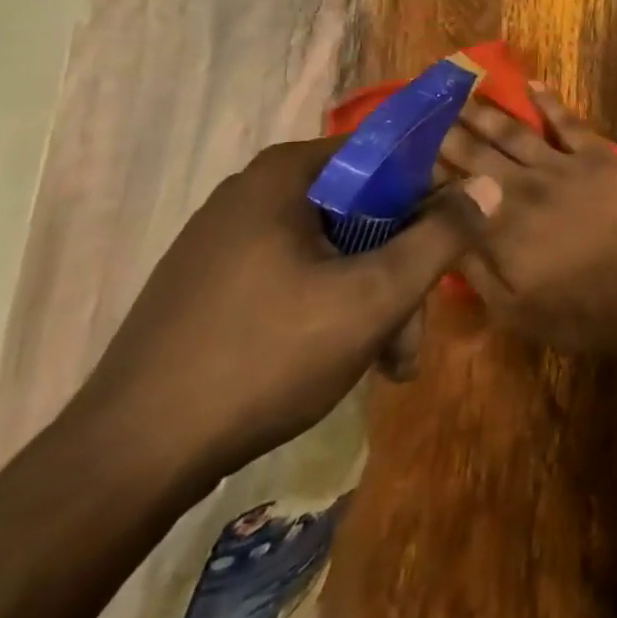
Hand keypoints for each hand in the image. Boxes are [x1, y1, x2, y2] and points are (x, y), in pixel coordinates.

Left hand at [75, 137, 498, 488]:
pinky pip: (295, 273)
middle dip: (399, 272)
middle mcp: (255, 191)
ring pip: (333, 248)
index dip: (429, 200)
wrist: (127, 460)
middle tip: (410, 341)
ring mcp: (226, 237)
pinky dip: (329, 308)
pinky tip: (340, 361)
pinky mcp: (212, 281)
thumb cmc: (264, 358)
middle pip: (362, 211)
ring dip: (371, 299)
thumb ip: (441, 237)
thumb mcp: (373, 297)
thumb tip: (489, 185)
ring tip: (385, 366)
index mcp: (287, 174)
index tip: (445, 255)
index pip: (387, 157)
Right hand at [438, 84, 616, 366]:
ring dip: (487, 111)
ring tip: (463, 93)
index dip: (428, 170)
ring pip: (515, 132)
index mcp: (498, 227)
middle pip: (477, 153)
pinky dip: (549, 101)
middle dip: (448, 132)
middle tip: (426, 111)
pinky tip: (532, 84)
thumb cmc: (581, 313)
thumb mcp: (514, 311)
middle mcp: (523, 187)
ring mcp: (563, 167)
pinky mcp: (598, 157)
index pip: (451, 191)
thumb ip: (474, 271)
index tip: (408, 151)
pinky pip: (568, 122)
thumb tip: (440, 237)